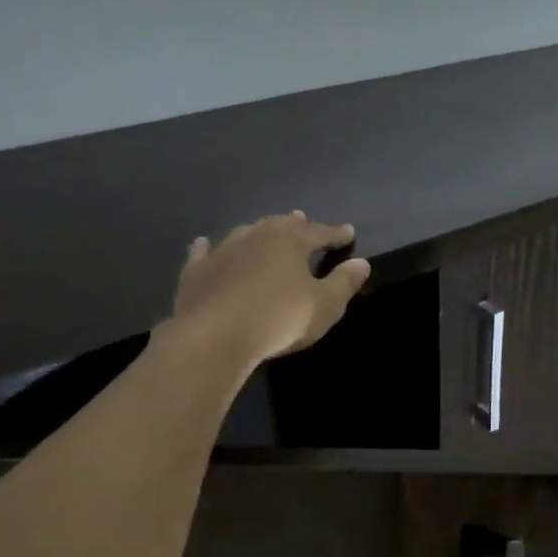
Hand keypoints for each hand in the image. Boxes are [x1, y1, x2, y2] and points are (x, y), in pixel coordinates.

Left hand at [172, 212, 371, 364]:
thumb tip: (361, 263)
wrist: (215, 335)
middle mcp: (257, 236)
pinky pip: (204, 252)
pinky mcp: (196, 271)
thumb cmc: (280, 319)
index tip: (349, 232)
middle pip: (281, 225)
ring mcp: (223, 250)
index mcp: (291, 241)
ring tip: (265, 230)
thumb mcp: (324, 305)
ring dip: (258, 231)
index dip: (336, 233)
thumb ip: (344, 282)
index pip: (320, 232)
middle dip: (296, 224)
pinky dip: (209, 248)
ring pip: (245, 233)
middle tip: (303, 220)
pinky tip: (205, 243)